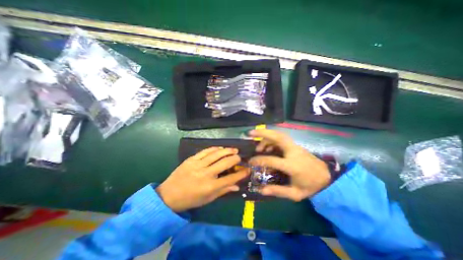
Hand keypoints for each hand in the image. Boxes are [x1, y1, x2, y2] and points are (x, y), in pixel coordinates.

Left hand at [155, 147, 249, 211]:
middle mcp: (206, 174)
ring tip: (234, 149)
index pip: (230, 179)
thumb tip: (236, 186)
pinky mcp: (191, 159)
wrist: (168, 195)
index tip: (247, 169)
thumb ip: (223, 191)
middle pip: (225, 163)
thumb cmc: (190, 199)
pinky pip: (206, 151)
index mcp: (210, 187)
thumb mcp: (208, 199)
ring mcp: (198, 165)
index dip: (241, 174)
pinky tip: (220, 148)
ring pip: (216, 154)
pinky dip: (215, 148)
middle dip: (235, 159)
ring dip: (227, 150)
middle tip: (240, 157)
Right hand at [249, 129, 328, 200]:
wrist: (326, 177)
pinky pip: (281, 138)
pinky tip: (267, 147)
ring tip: (258, 146)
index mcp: (292, 165)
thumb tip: (261, 190)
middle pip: (278, 137)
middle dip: (263, 133)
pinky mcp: (295, 145)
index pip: (272, 160)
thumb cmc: (310, 186)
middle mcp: (293, 152)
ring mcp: (295, 147)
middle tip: (251, 133)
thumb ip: (278, 191)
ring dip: (266, 136)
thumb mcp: (295, 194)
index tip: (250, 161)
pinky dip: (272, 139)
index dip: (259, 160)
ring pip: (279, 135)